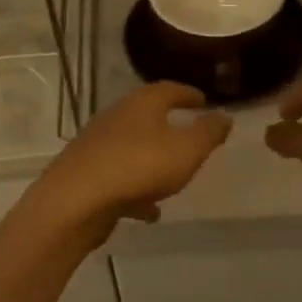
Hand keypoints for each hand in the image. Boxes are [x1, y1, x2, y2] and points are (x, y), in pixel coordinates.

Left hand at [34, 83, 231, 238]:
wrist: (76, 200)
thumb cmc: (139, 166)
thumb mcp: (188, 149)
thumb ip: (209, 132)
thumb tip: (225, 115)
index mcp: (142, 104)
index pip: (169, 89)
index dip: (189, 94)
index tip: (203, 101)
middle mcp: (117, 117)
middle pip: (147, 116)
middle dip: (168, 125)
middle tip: (189, 135)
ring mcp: (98, 146)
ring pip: (132, 148)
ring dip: (152, 160)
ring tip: (172, 177)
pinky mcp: (87, 174)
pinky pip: (120, 178)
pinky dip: (137, 190)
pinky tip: (149, 211)